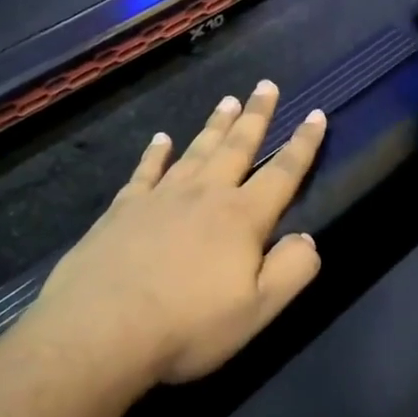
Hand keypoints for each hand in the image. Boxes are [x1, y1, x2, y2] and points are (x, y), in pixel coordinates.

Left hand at [35, 81, 327, 387]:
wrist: (100, 331)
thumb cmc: (187, 325)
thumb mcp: (257, 310)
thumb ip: (292, 270)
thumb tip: (308, 238)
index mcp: (242, 218)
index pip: (283, 173)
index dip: (303, 144)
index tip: (317, 114)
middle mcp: (205, 195)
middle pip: (237, 147)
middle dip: (257, 116)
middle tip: (266, 85)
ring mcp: (161, 197)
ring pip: (196, 151)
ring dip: (215, 126)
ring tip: (228, 101)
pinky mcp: (123, 209)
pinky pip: (146, 171)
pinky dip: (156, 153)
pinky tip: (161, 140)